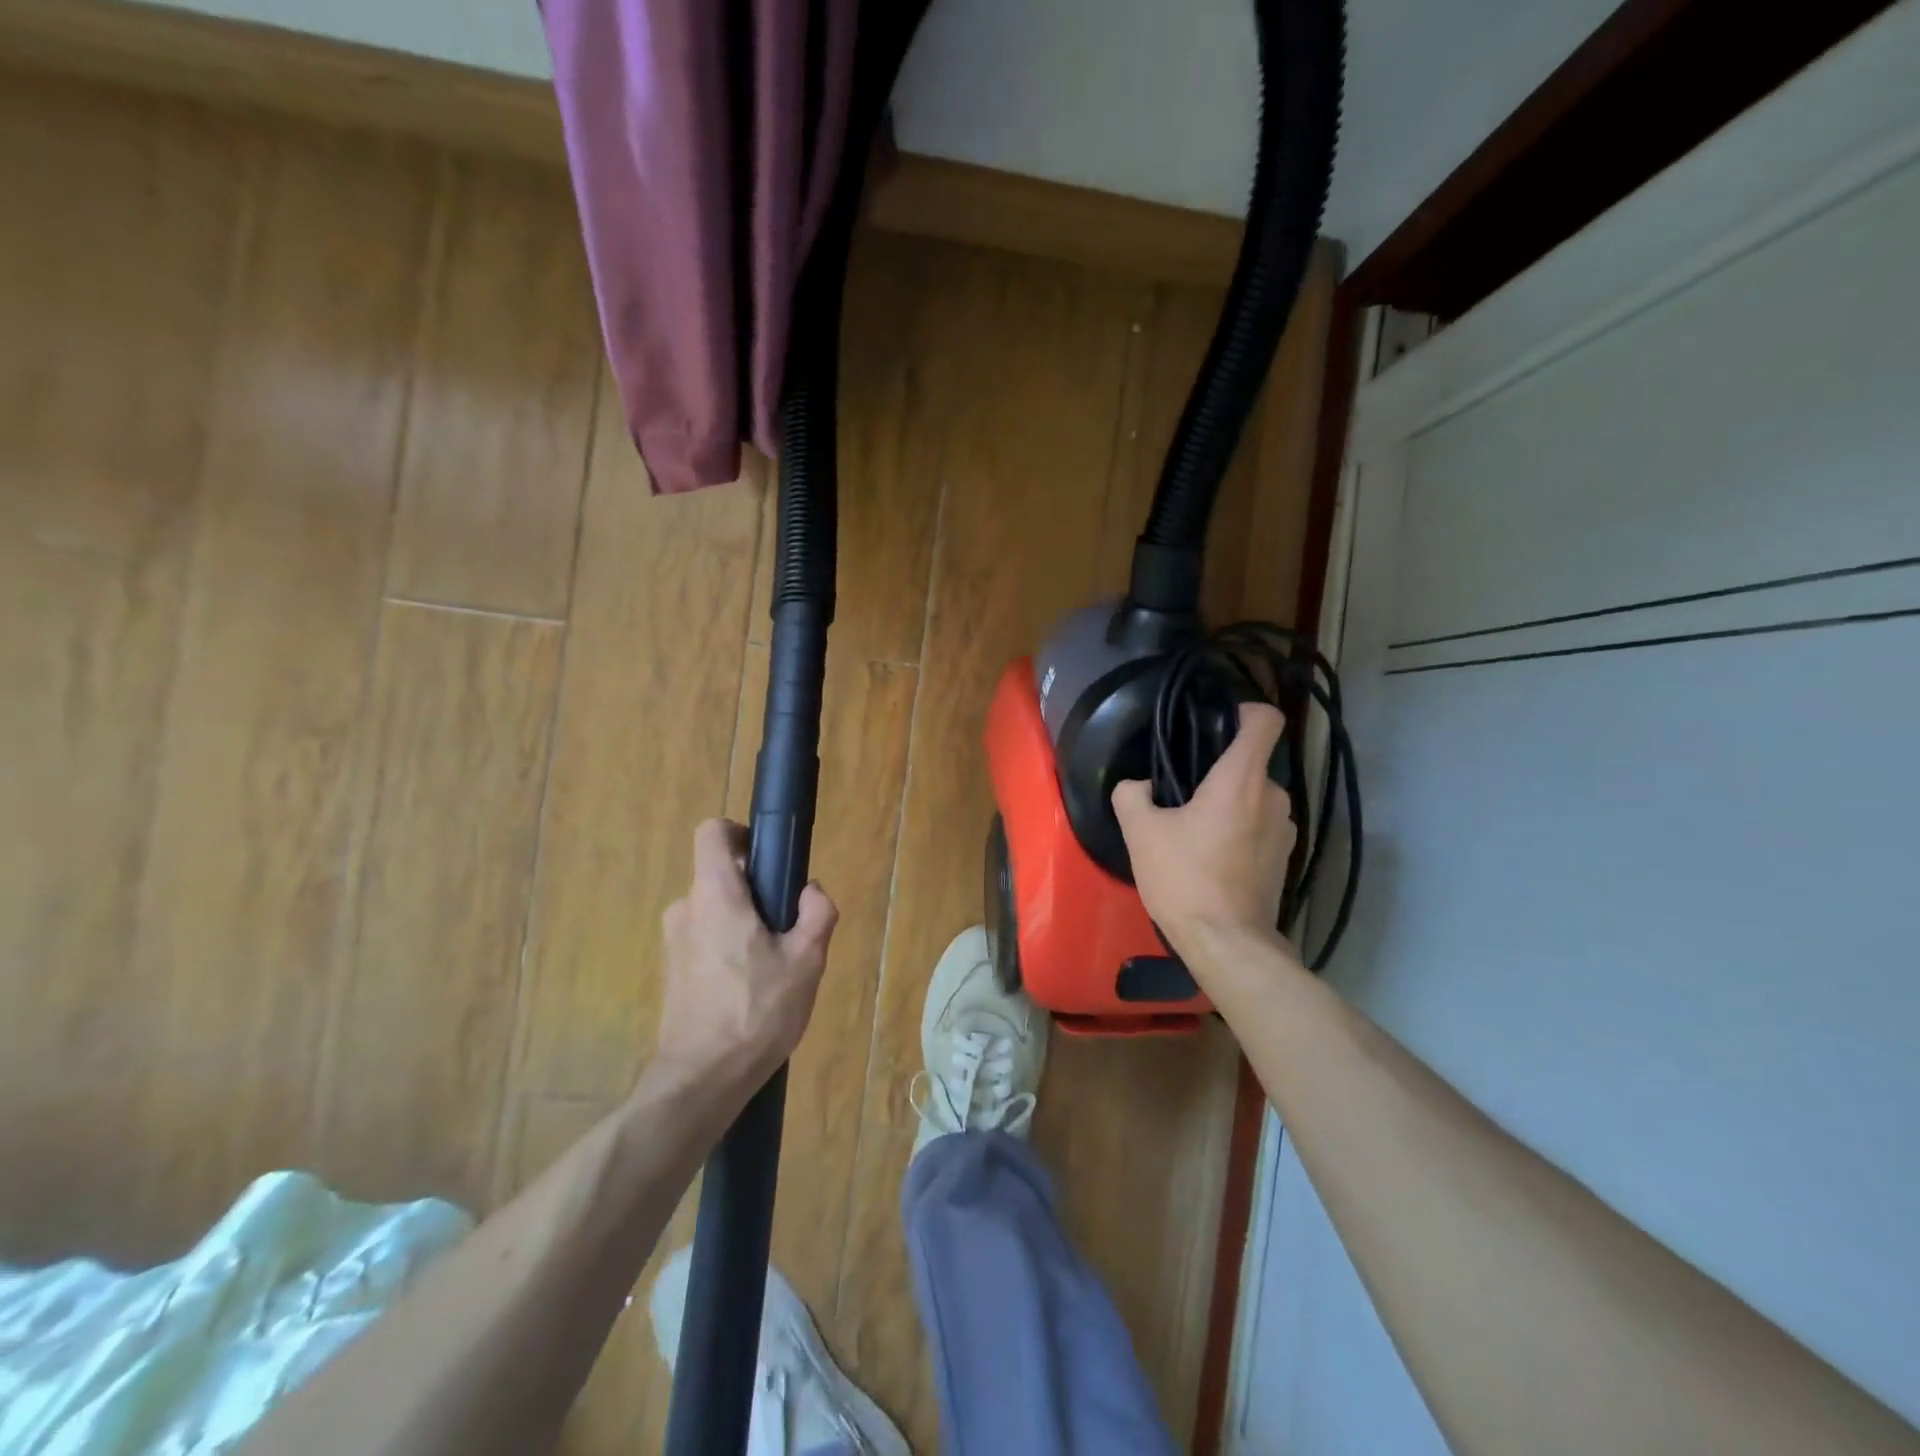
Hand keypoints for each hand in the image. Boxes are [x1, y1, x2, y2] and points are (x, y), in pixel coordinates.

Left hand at [655, 819, 837, 1084]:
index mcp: (715, 895)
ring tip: (771, 965)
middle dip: (755, 892)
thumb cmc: (756, 1012)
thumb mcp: (806, 961)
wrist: (701, 1079)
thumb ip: (816, 914)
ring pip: (715, 910)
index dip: (740, 834)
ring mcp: (673, 940)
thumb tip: (810, 892)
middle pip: (720, 876)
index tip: (766, 859)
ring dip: (742, 923)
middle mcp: (686, 908)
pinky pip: (704, 938)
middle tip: (786, 929)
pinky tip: (748, 987)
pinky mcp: (671, 969)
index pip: (712, 833)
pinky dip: (727, 947)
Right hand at [1112, 703, 1298, 966]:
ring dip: (1230, 804)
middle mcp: (1273, 796)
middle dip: (1220, 771)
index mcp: (1241, 779)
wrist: (1227, 943)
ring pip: (1255, 798)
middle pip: (1251, 763)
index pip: (1264, 720)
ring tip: (1195, 829)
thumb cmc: (1184, 878)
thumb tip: (1139, 786)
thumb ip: (1132, 795)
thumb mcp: (1140, 833)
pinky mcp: (1284, 858)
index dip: (1245, 710)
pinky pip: (1260, 826)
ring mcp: (1284, 830)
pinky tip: (1212, 857)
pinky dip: (1240, 830)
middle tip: (1183, 794)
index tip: (1218, 720)